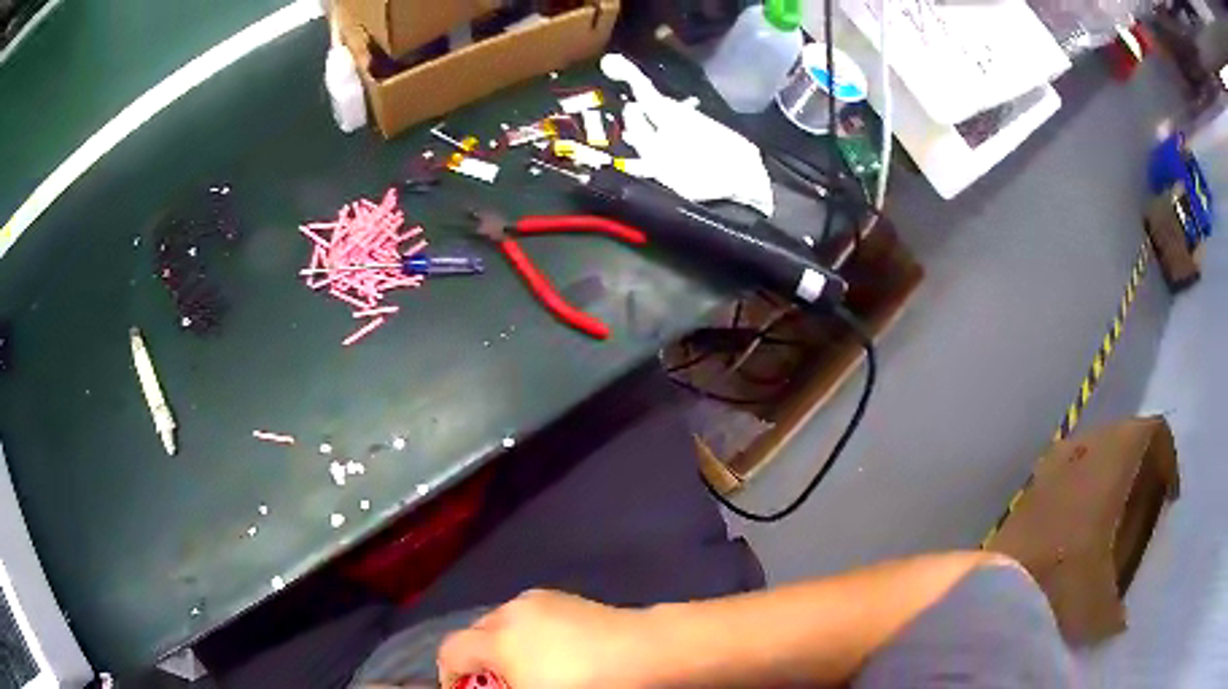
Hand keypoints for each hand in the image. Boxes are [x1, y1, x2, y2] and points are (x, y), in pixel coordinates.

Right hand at [437, 590, 658, 688]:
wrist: (646, 652)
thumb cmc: (586, 685)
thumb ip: (503, 688)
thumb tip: (499, 683)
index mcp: (498, 638)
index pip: (450, 651)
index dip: (448, 675)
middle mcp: (511, 611)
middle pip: (475, 633)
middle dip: (477, 659)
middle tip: (496, 685)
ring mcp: (540, 599)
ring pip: (503, 622)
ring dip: (502, 645)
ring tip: (525, 669)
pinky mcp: (566, 597)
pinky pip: (529, 615)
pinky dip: (526, 633)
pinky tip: (552, 651)